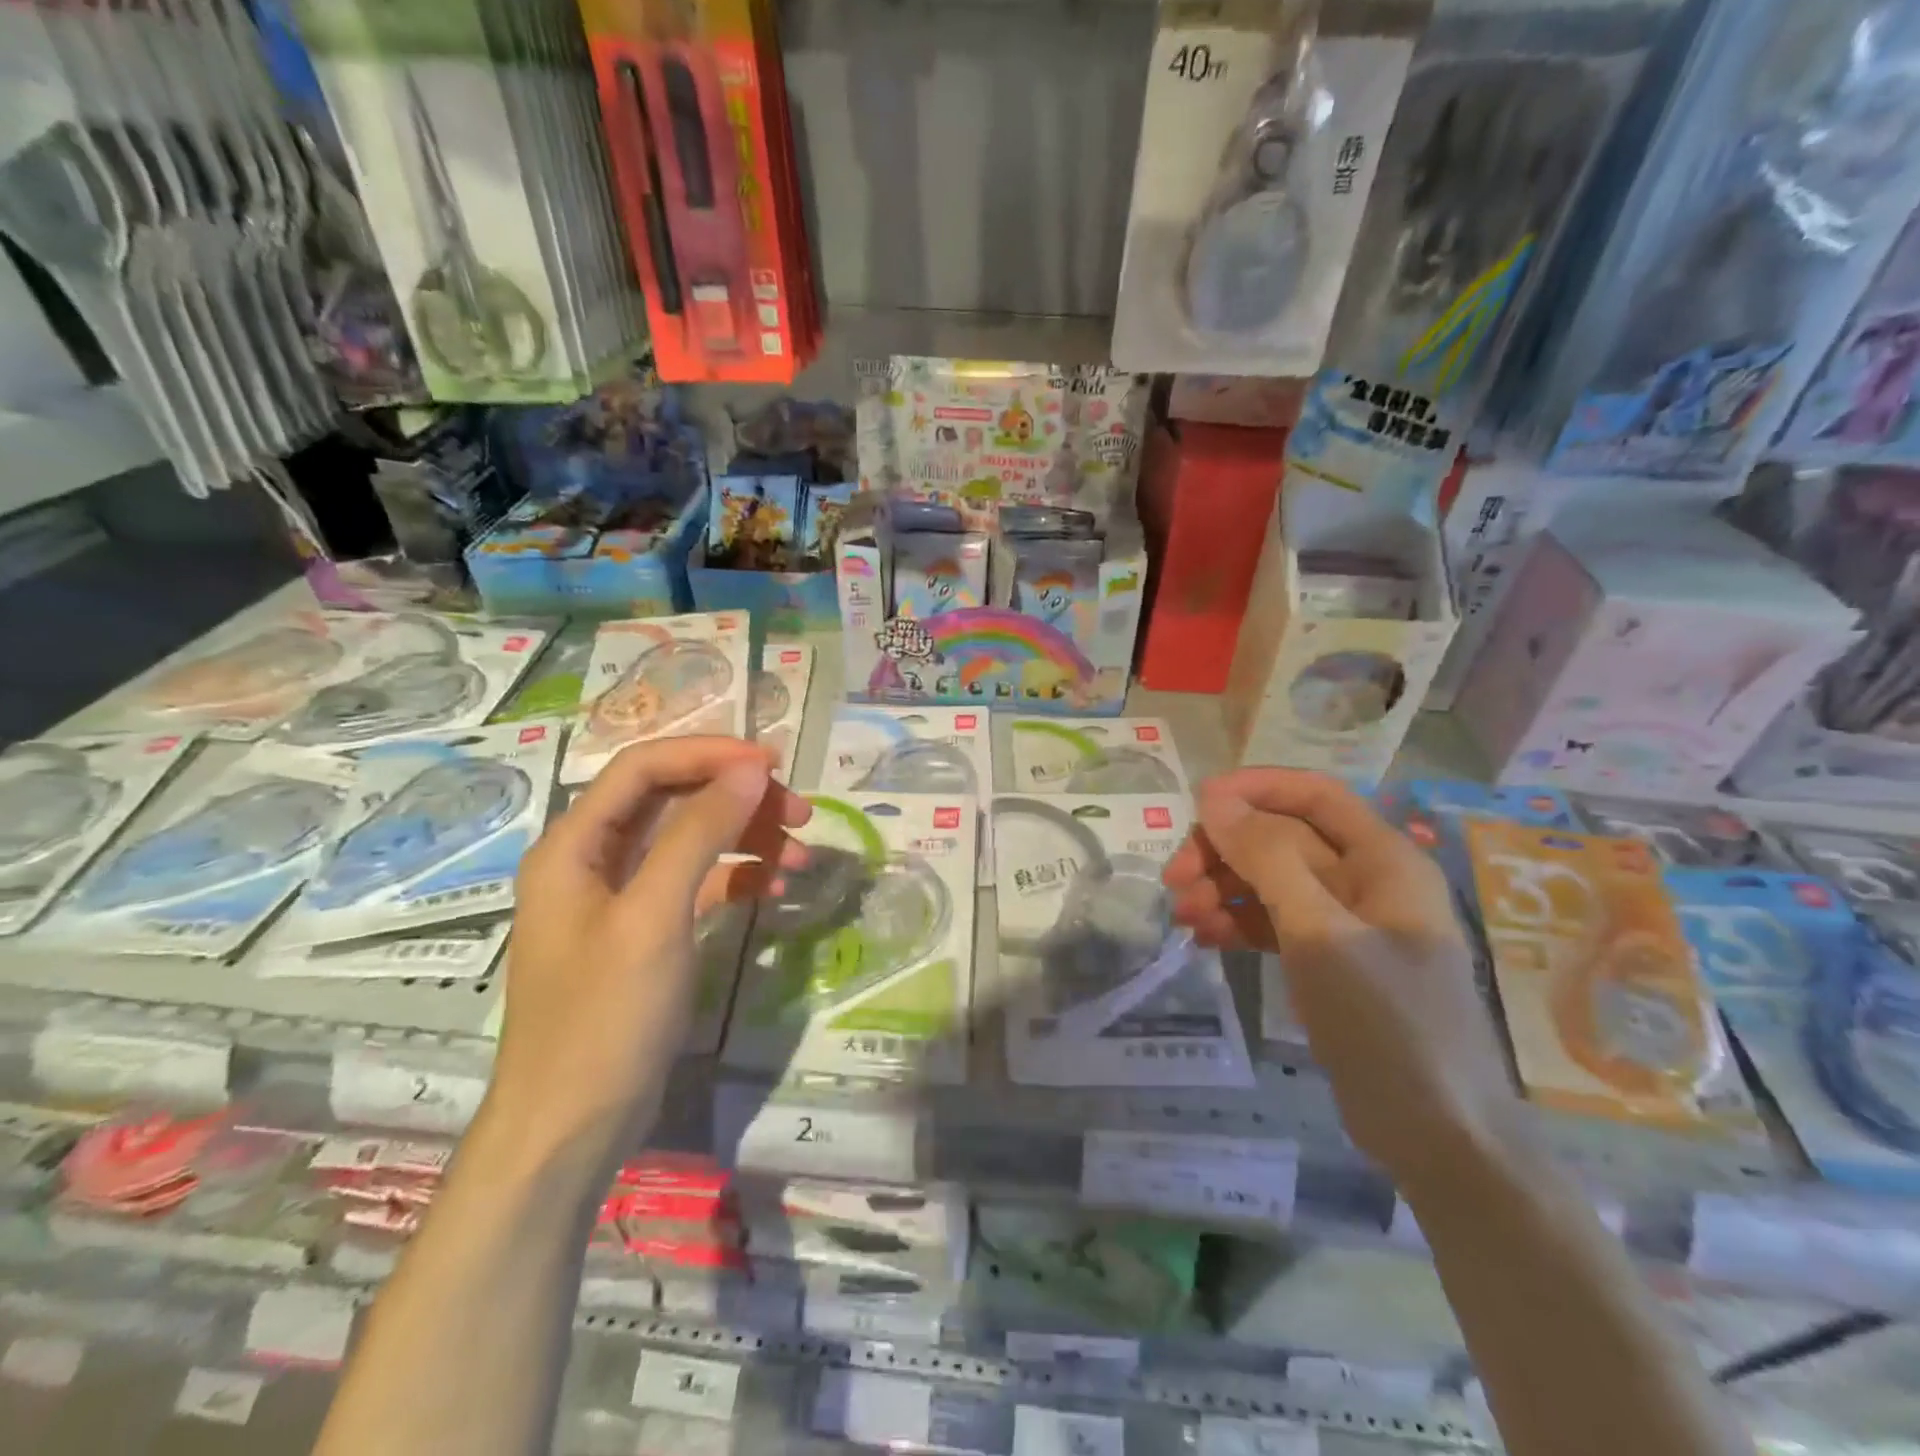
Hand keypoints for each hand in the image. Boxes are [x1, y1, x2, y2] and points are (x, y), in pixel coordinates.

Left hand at [489, 738, 809, 1158]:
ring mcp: (620, 897)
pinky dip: (736, 878)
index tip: (772, 764)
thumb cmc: (605, 1017)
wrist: (572, 1128)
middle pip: (672, 799)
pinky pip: (697, 883)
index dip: (708, 754)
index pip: (644, 767)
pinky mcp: (646, 931)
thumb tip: (750, 769)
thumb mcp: (655, 916)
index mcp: (575, 844)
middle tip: (800, 813)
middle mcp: (593, 859)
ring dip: (745, 838)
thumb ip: (699, 833)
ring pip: (690, 839)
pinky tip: (773, 891)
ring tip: (799, 858)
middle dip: (737, 798)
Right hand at [1163, 768, 1521, 1179]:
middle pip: (1282, 840)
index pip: (1313, 795)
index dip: (1254, 788)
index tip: (1196, 803)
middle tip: (1174, 878)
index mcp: (1383, 860)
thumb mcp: (1318, 931)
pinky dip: (1238, 924)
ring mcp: (1346, 924)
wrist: (1436, 1134)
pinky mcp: (1329, 963)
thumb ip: (1267, 858)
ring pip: (1272, 882)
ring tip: (1183, 917)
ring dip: (1223, 890)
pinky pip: (1274, 923)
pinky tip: (1205, 939)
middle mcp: (1366, 881)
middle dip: (1225, 852)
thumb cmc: (1386, 1020)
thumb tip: (1215, 799)